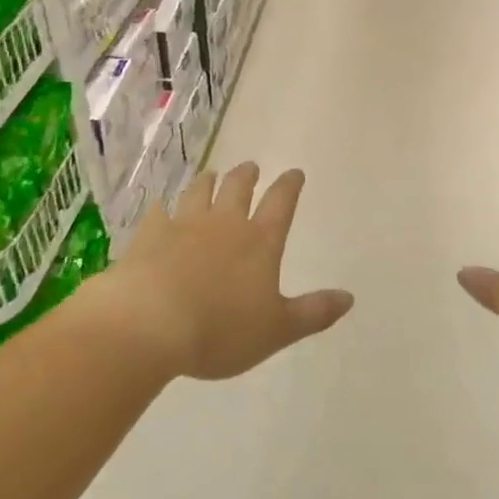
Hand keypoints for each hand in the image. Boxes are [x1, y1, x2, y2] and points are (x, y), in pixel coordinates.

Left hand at [98, 163, 352, 379]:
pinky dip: (163, 208)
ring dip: (207, 182)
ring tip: (211, 175)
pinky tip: (161, 208)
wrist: (149, 325)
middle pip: (238, 189)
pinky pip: (158, 213)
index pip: (281, 204)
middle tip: (251, 167)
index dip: (290, 186)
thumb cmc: (220, 330)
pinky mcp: (149, 236)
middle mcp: (224, 224)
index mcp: (259, 242)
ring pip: (199, 192)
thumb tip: (349, 297)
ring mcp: (183, 225)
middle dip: (247, 176)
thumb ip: (314, 312)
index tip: (295, 172)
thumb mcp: (277, 330)